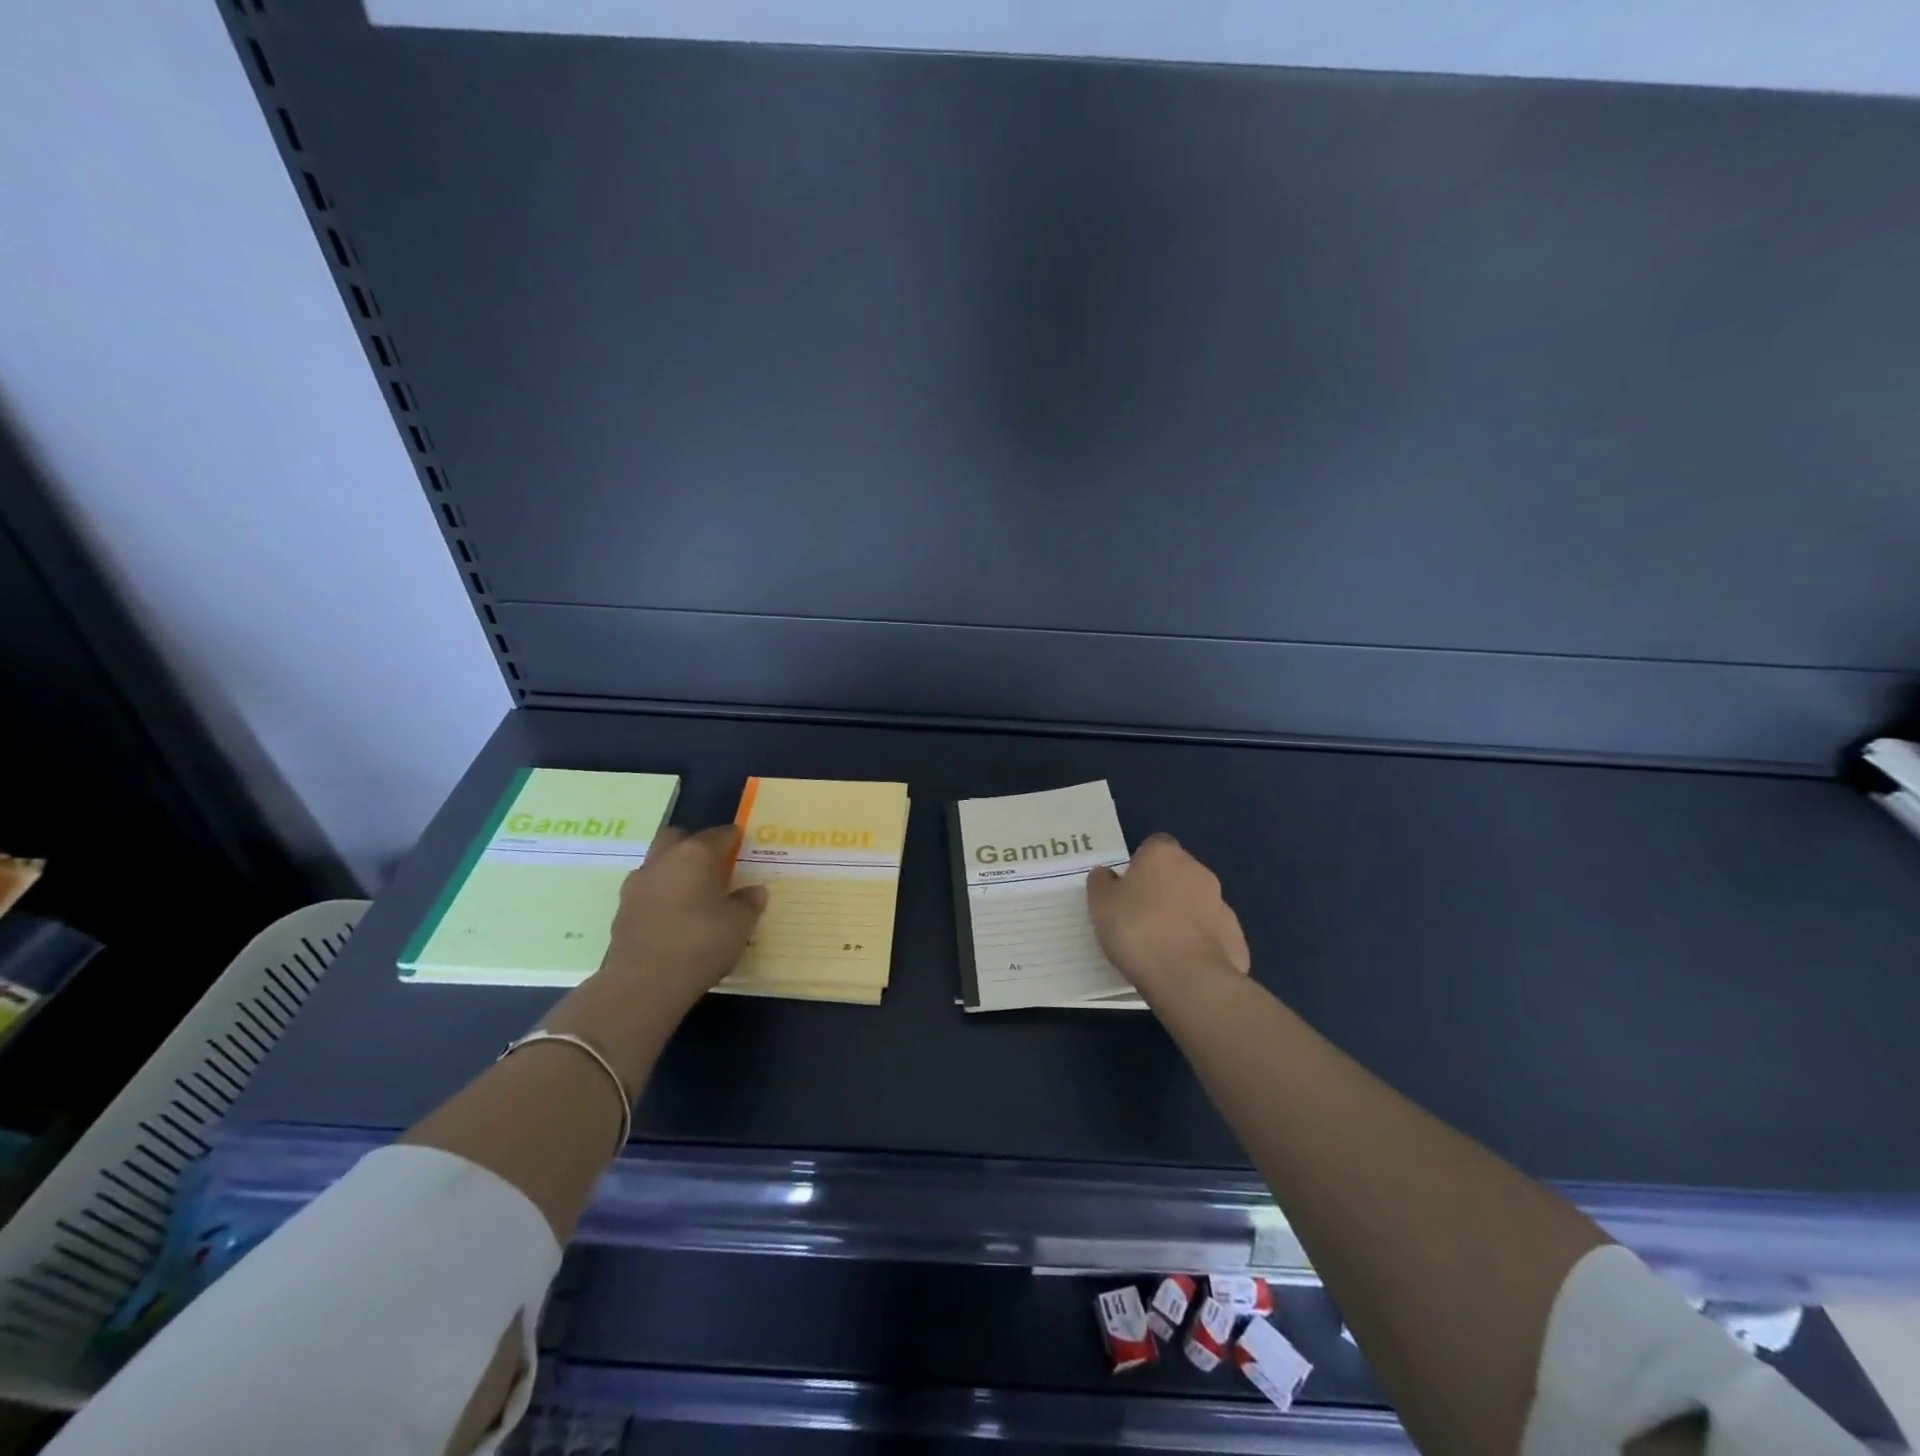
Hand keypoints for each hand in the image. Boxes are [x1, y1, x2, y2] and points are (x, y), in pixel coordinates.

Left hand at [601, 826, 766, 1015]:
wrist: (644, 983)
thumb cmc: (701, 943)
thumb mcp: (740, 924)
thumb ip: (748, 903)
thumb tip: (754, 891)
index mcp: (696, 854)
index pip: (720, 834)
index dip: (734, 839)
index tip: (743, 848)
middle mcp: (663, 860)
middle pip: (678, 838)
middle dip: (694, 844)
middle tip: (713, 865)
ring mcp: (637, 884)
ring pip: (658, 863)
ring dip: (673, 871)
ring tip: (693, 894)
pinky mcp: (621, 910)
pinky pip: (647, 891)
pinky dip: (660, 896)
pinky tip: (674, 917)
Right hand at [1086, 834, 1249, 997]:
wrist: (1188, 978)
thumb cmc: (1137, 930)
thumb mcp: (1101, 904)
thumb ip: (1102, 883)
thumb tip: (1107, 875)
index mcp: (1164, 855)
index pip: (1154, 846)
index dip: (1140, 864)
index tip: (1126, 889)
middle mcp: (1198, 871)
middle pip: (1177, 873)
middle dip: (1162, 891)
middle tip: (1139, 918)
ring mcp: (1221, 904)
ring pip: (1196, 904)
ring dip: (1182, 917)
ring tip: (1160, 947)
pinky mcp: (1235, 937)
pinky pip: (1211, 934)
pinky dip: (1199, 944)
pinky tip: (1182, 965)